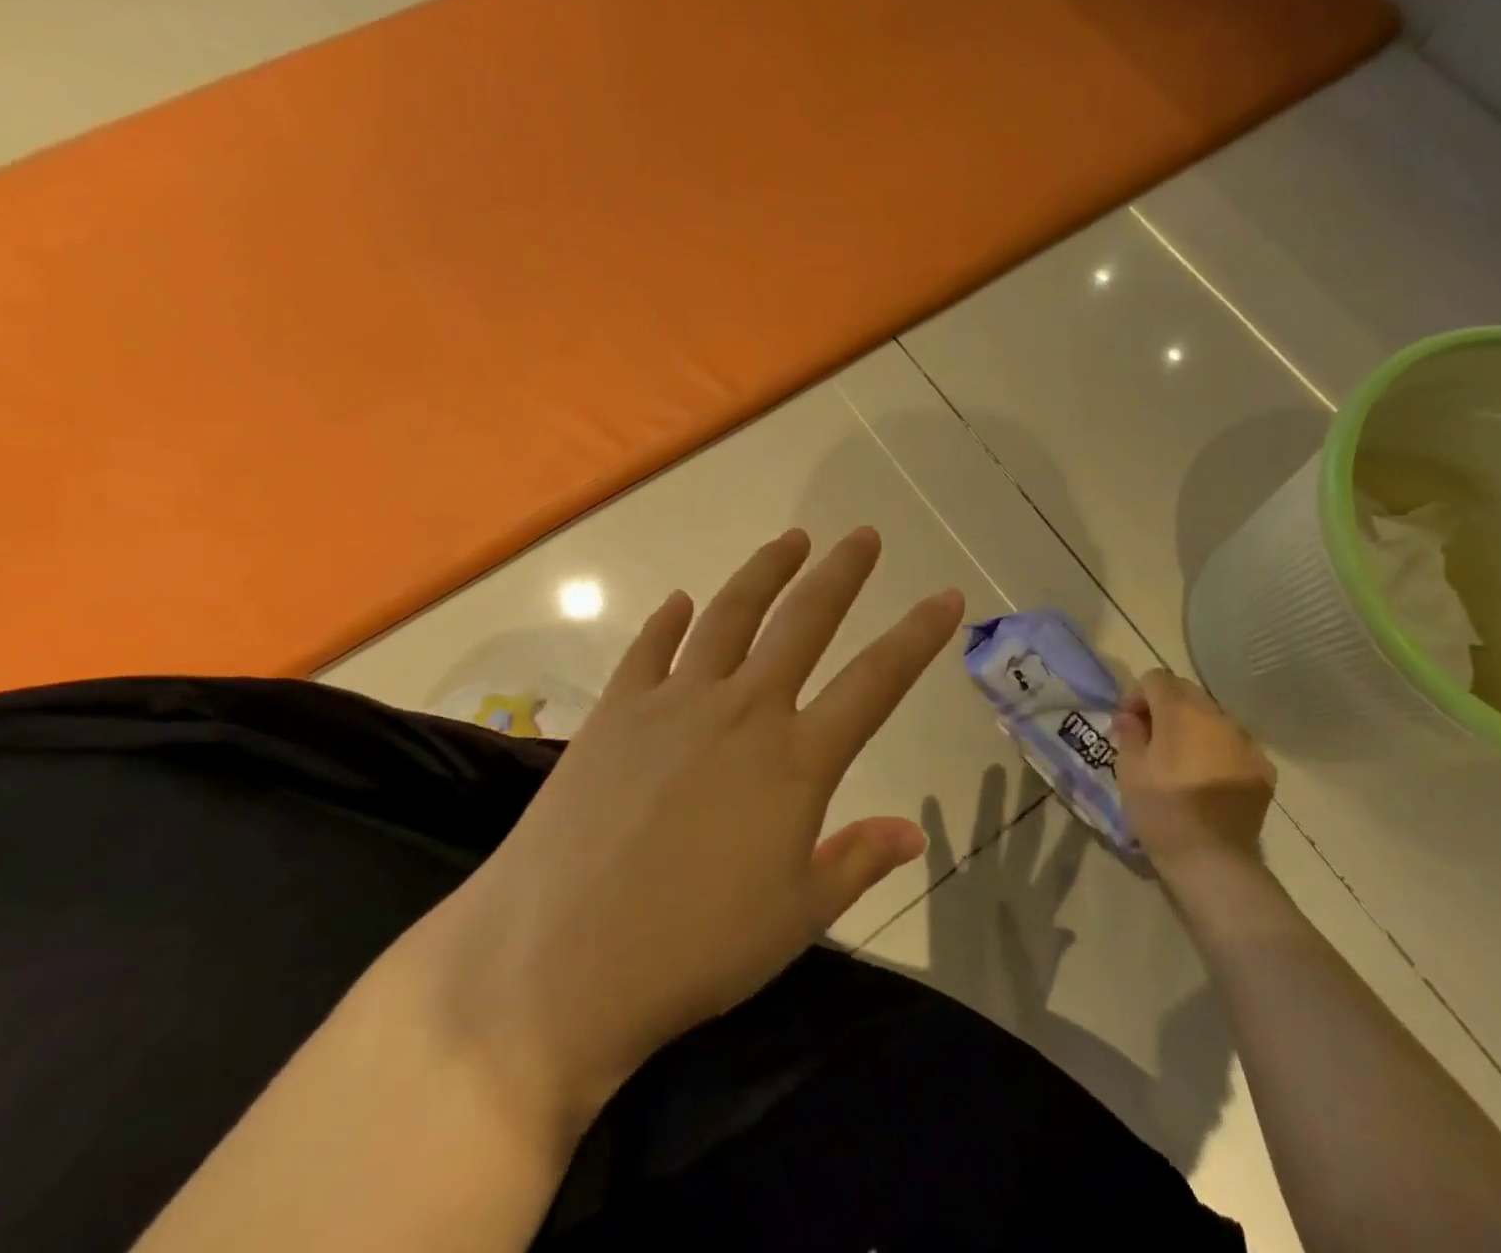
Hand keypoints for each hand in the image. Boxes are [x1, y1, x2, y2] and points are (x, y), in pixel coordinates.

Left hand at [412, 528, 964, 1140]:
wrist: (554, 964)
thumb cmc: (693, 949)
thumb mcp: (795, 916)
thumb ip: (858, 861)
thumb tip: (914, 834)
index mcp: (796, 759)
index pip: (877, 680)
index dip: (919, 634)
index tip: (946, 596)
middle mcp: (742, 710)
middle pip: (804, 621)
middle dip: (842, 573)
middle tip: (864, 536)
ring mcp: (673, 703)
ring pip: (730, 614)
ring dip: (765, 572)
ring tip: (791, 540)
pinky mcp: (615, 712)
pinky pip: (648, 649)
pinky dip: (668, 621)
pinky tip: (680, 601)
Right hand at [1114, 669, 1275, 870]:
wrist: (1213, 861)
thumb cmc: (1161, 810)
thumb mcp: (1128, 769)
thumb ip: (1129, 733)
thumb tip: (1130, 717)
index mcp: (1181, 711)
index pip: (1156, 678)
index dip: (1138, 695)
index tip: (1130, 724)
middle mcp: (1217, 716)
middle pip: (1187, 692)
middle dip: (1166, 707)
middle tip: (1152, 740)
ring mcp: (1246, 741)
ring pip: (1213, 718)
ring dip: (1194, 728)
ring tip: (1182, 761)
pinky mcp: (1263, 768)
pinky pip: (1234, 745)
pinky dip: (1218, 751)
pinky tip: (1208, 780)